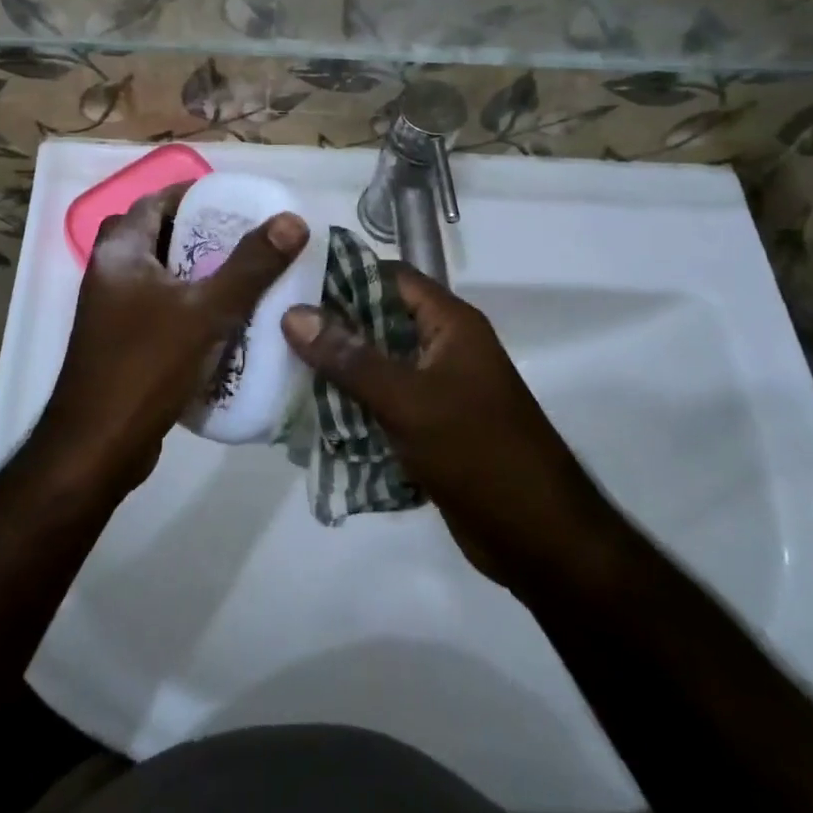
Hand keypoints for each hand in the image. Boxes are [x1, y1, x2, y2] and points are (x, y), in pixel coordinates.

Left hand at [35, 184, 308, 494]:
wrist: (97, 448)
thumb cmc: (146, 366)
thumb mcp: (205, 311)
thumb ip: (250, 266)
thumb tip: (292, 221)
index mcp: (120, 252)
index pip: (155, 202)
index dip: (194, 196)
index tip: (237, 202)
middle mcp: (110, 273)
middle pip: (160, 236)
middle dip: (202, 235)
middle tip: (247, 240)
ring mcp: (113, 311)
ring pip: (162, 276)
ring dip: (199, 273)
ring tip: (247, 276)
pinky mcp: (124, 344)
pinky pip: (163, 309)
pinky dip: (191, 307)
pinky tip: (227, 322)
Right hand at [281, 267, 617, 590]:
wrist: (538, 538)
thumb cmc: (478, 452)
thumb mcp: (408, 400)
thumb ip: (349, 357)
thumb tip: (293, 313)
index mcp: (449, 323)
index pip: (390, 277)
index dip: (343, 274)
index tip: (291, 281)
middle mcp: (442, 346)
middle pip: (377, 320)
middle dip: (330, 326)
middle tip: (274, 326)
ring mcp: (436, 387)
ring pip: (375, 364)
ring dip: (336, 369)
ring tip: (279, 365)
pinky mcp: (429, 425)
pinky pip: (381, 402)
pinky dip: (351, 405)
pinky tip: (308, 411)